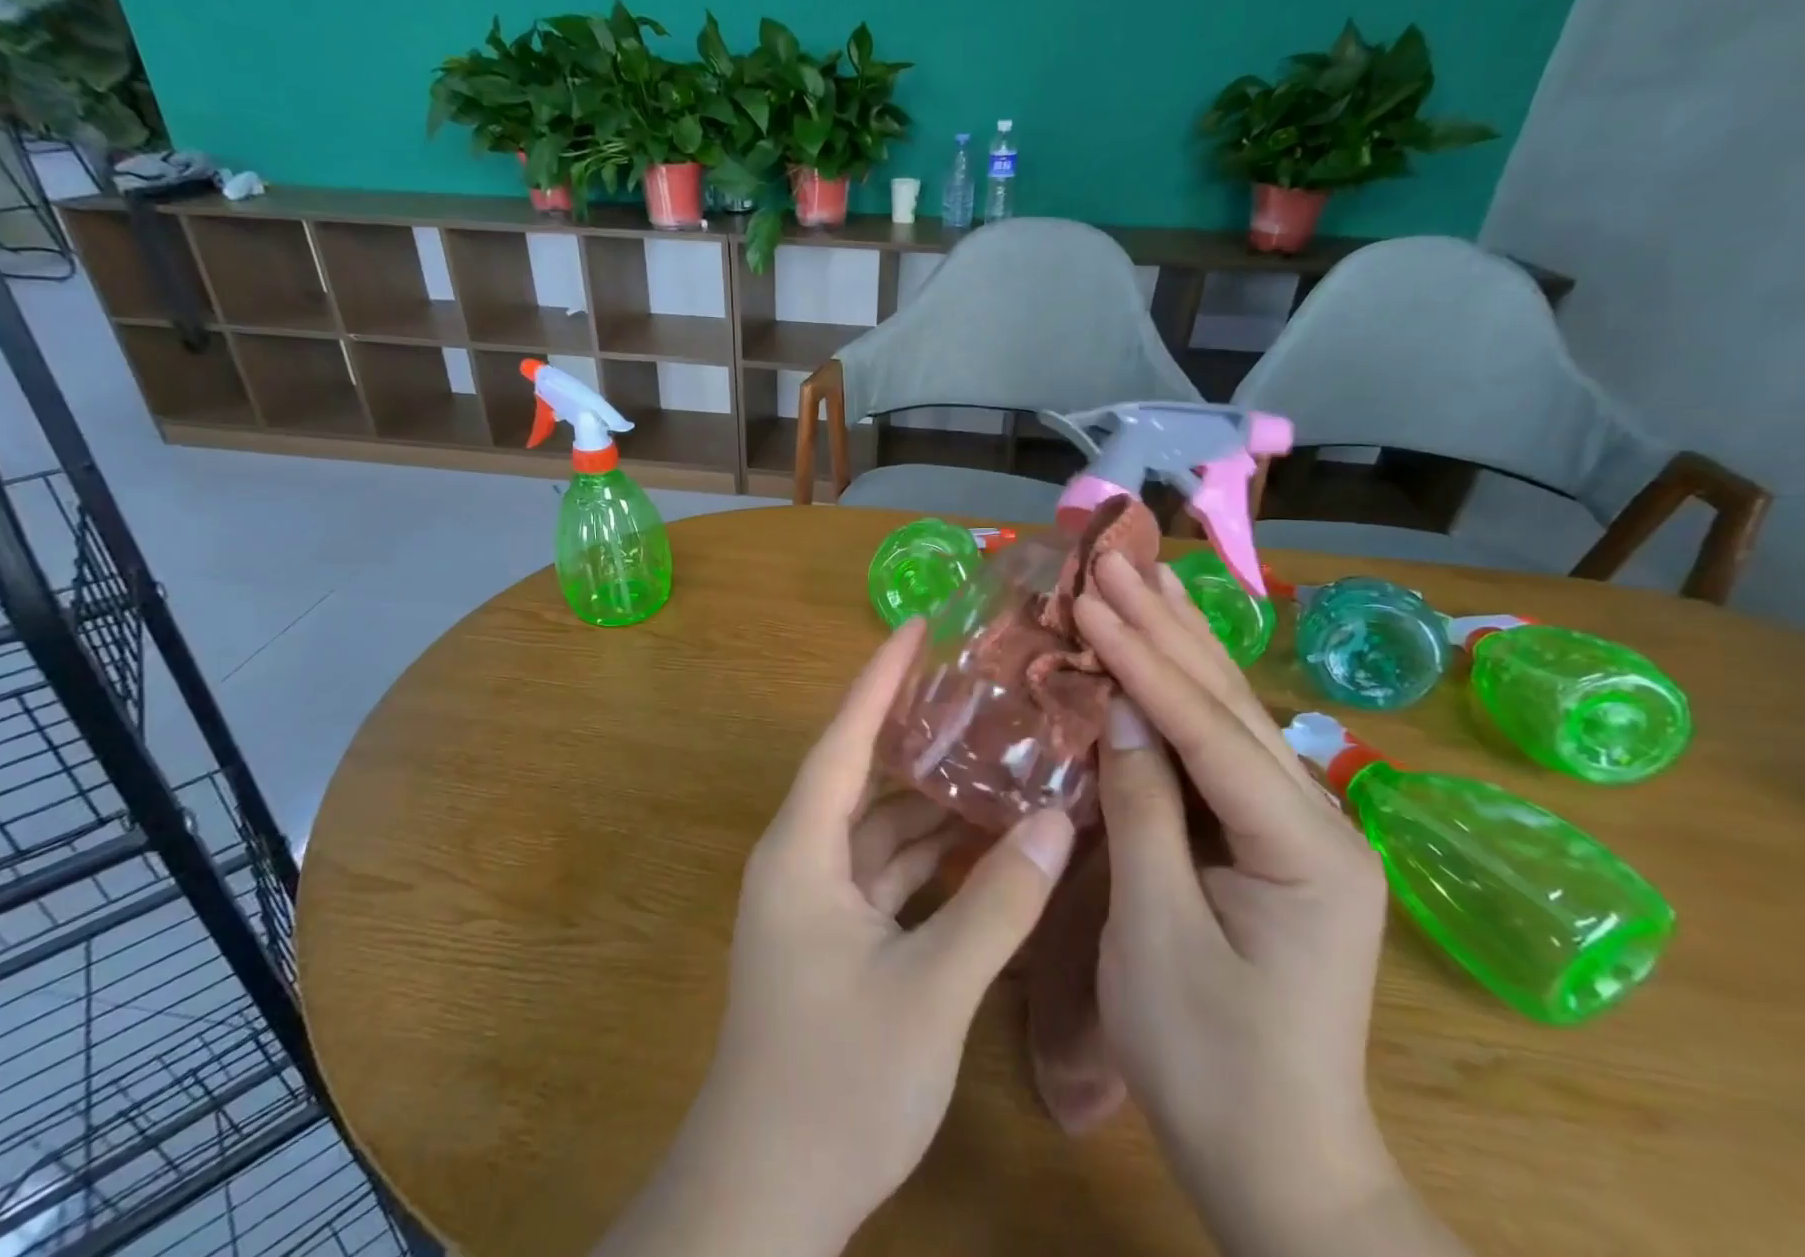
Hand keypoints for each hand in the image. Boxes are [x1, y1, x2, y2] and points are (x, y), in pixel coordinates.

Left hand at [595, 618, 1076, 1256]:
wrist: (766, 1195)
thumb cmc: (835, 1081)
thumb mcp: (929, 990)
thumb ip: (995, 905)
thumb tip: (1056, 823)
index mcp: (803, 849)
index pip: (844, 739)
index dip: (880, 679)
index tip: (916, 627)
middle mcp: (804, 859)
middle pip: (863, 774)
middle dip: (916, 732)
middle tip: (978, 689)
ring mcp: (818, 900)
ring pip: (880, 826)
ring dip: (932, 799)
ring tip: (995, 755)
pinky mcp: (836, 936)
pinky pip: (887, 872)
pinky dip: (931, 855)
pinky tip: (983, 841)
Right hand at [1077, 555, 1428, 1255]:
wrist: (1277, 1161)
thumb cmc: (1205, 1057)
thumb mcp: (1154, 929)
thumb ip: (1143, 807)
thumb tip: (1119, 707)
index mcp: (1301, 847)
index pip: (1206, 727)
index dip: (1142, 659)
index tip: (1091, 598)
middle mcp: (1317, 819)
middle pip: (1228, 702)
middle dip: (1166, 626)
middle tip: (1116, 560)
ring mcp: (1299, 826)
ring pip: (1230, 714)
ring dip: (1179, 643)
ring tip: (1144, 579)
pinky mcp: (1269, 838)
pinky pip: (1218, 748)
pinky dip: (1181, 693)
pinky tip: (1163, 654)